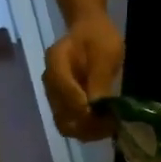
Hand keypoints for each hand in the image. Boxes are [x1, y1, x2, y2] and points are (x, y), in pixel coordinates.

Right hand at [42, 16, 122, 141]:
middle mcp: (50, 83)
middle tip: (110, 125)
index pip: (64, 92)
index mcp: (55, 62)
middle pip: (62, 115)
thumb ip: (100, 81)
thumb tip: (98, 108)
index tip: (106, 114)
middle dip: (87, 125)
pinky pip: (72, 124)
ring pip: (66, 125)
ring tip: (110, 127)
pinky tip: (105, 126)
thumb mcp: (105, 54)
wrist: (90, 30)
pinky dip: (88, 129)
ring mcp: (55, 96)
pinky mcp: (64, 104)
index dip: (83, 108)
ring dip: (88, 131)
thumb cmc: (99, 37)